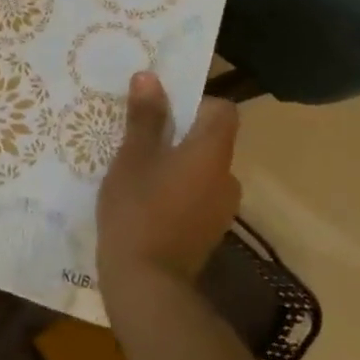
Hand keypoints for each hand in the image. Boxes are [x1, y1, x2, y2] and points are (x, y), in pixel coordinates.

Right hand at [96, 71, 241, 282]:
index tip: (162, 110)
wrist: (147, 283)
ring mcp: (222, 209)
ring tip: (139, 174)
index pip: (223, 111)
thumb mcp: (132, 158)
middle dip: (179, 136)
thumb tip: (150, 77)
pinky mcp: (209, 233)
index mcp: (212, 153)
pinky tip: (146, 205)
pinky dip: (178, 193)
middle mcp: (227, 177)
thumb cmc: (138, 210)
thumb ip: (145, 118)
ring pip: (202, 171)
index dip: (196, 103)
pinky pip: (197, 197)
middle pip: (210, 141)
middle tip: (140, 141)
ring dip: (178, 167)